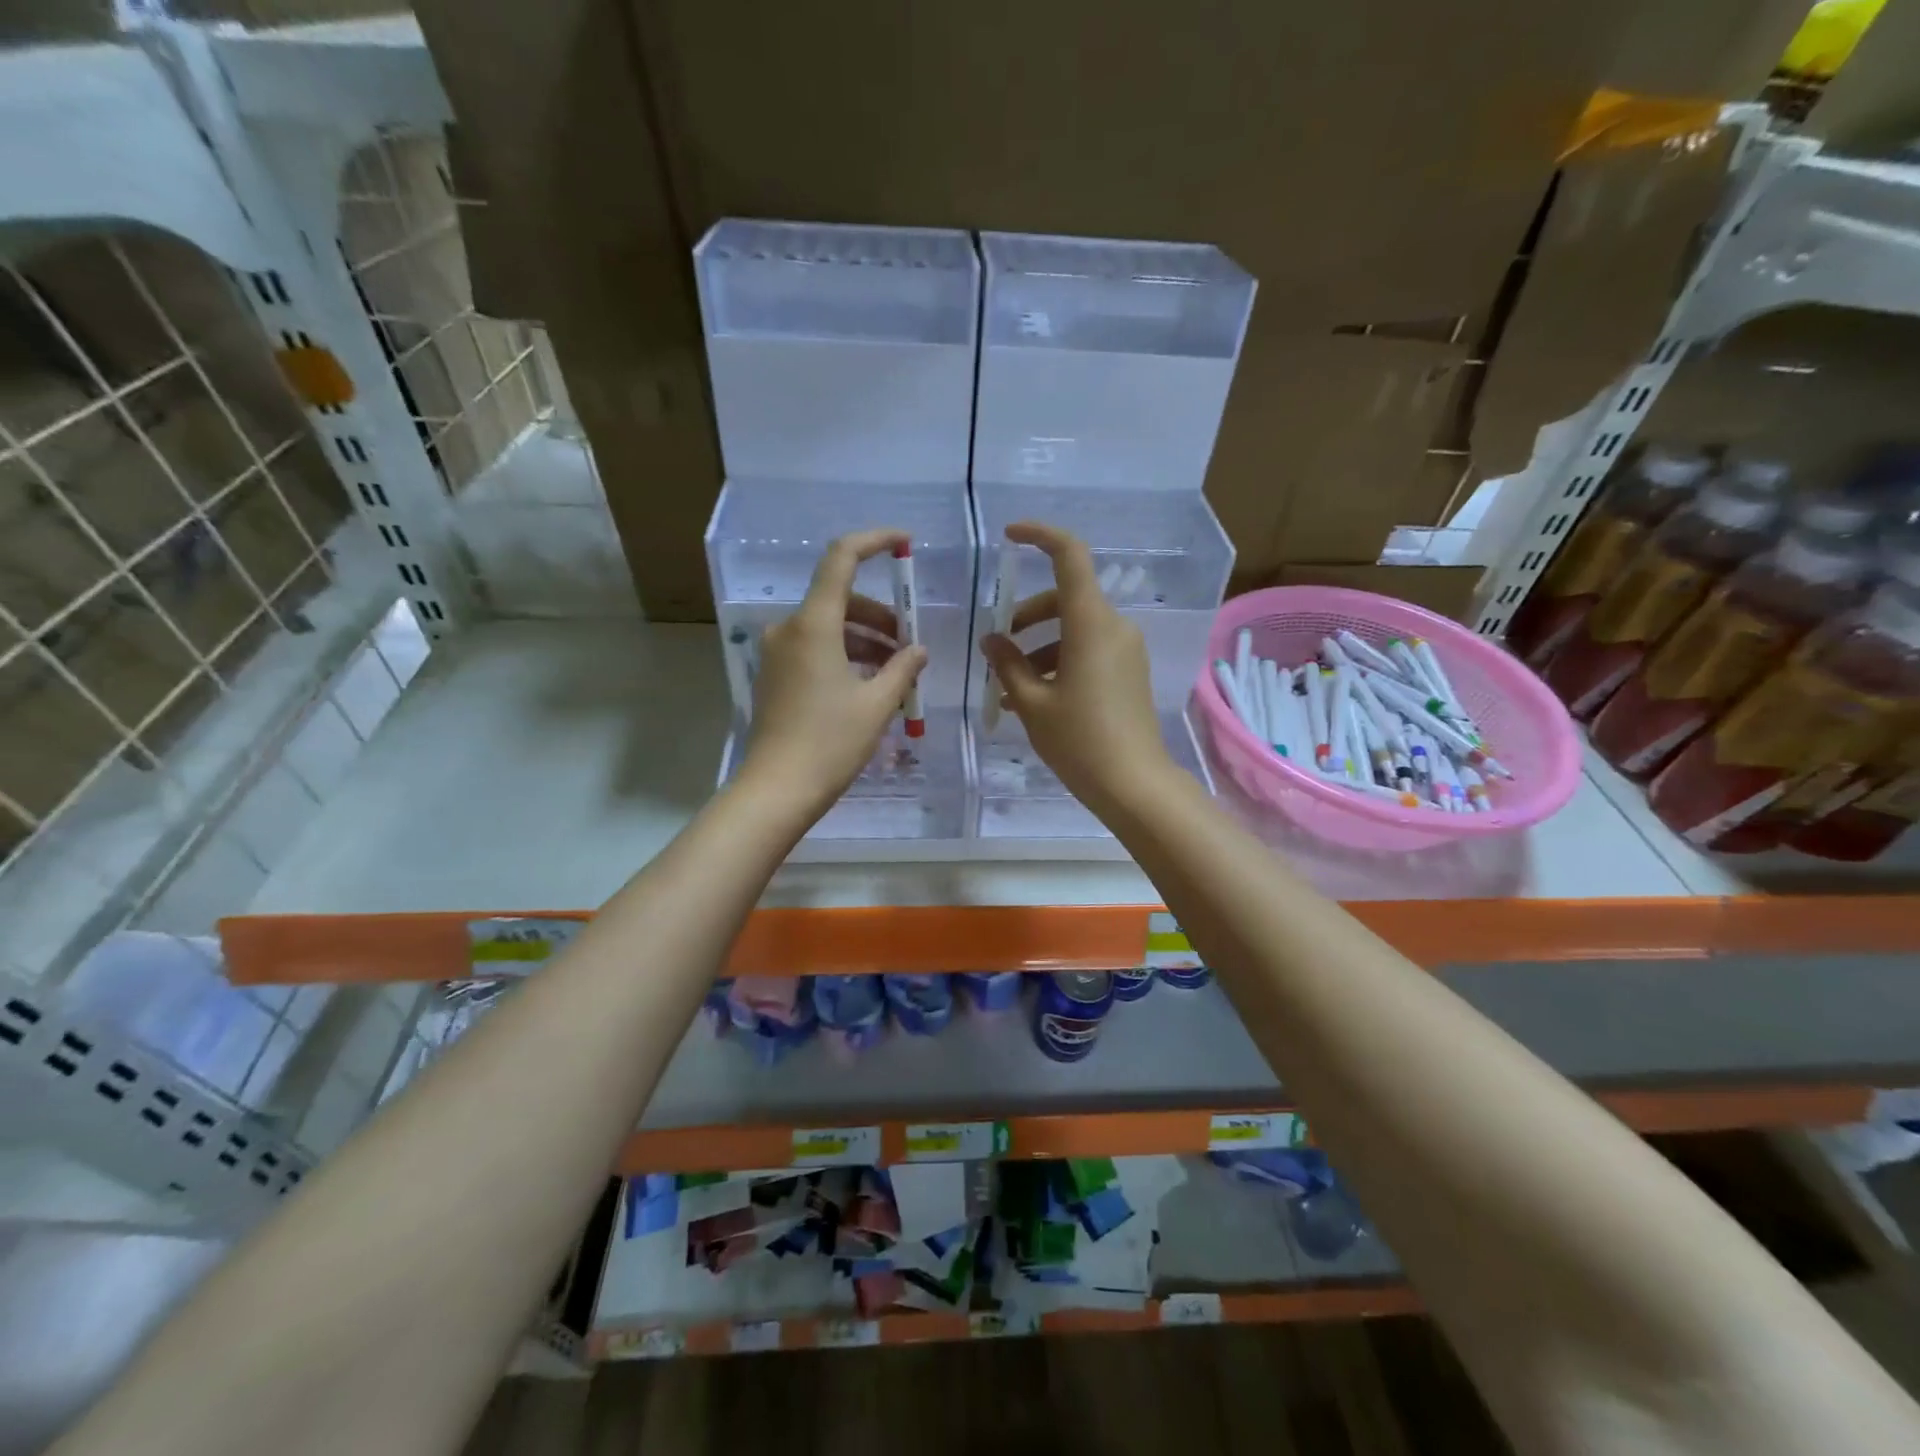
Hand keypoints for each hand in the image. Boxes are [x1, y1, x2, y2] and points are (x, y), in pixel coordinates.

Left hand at [737, 529, 927, 821]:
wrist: (777, 790)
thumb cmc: (830, 743)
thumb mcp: (877, 704)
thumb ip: (903, 668)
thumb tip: (918, 650)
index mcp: (813, 624)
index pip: (841, 558)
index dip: (874, 541)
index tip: (905, 543)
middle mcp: (789, 629)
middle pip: (840, 599)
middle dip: (880, 616)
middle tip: (910, 645)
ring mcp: (777, 653)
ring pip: (829, 627)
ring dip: (865, 640)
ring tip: (896, 671)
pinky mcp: (774, 675)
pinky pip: (814, 649)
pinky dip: (844, 655)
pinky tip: (869, 684)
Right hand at [979, 522, 1174, 812]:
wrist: (1134, 784)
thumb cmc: (1079, 741)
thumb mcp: (1032, 703)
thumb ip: (1008, 664)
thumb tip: (992, 640)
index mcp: (1091, 623)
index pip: (1070, 556)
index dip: (1040, 535)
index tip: (1010, 536)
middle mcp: (1114, 626)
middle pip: (1066, 597)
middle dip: (1027, 615)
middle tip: (998, 646)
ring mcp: (1126, 649)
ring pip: (1075, 628)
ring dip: (1039, 647)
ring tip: (1008, 687)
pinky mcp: (1129, 671)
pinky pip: (1089, 650)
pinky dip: (1059, 661)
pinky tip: (1033, 698)